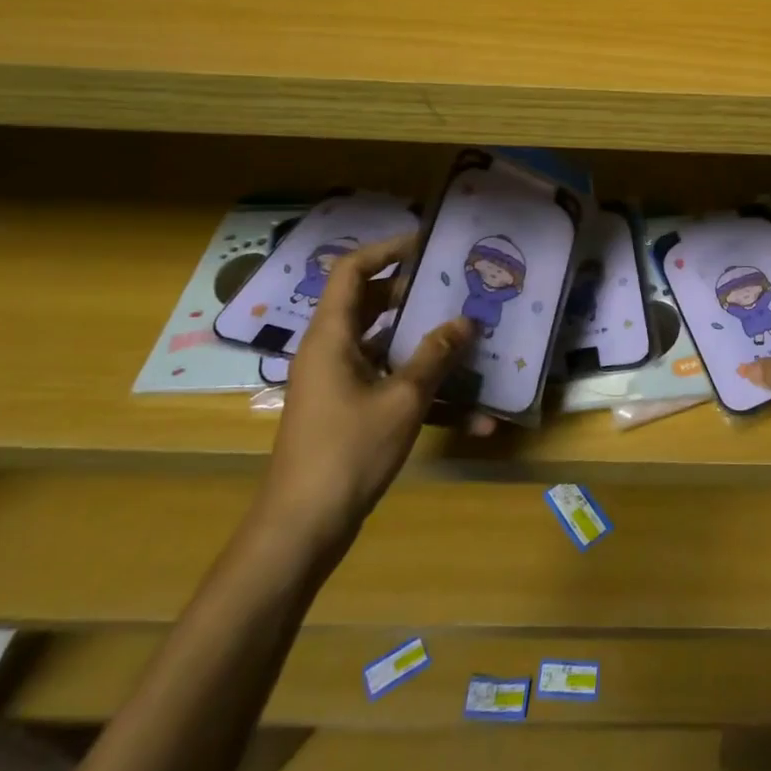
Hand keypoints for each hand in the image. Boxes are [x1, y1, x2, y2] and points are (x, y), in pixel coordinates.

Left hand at [257, 233, 474, 562]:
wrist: (302, 528)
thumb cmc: (348, 451)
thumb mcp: (402, 400)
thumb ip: (435, 356)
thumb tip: (465, 322)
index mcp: (331, 337)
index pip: (352, 270)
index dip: (386, 249)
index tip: (426, 242)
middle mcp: (329, 351)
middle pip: (368, 303)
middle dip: (411, 292)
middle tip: (452, 285)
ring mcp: (336, 383)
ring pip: (381, 343)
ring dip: (420, 339)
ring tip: (464, 331)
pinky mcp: (346, 411)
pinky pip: (386, 381)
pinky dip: (418, 385)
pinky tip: (469, 410)